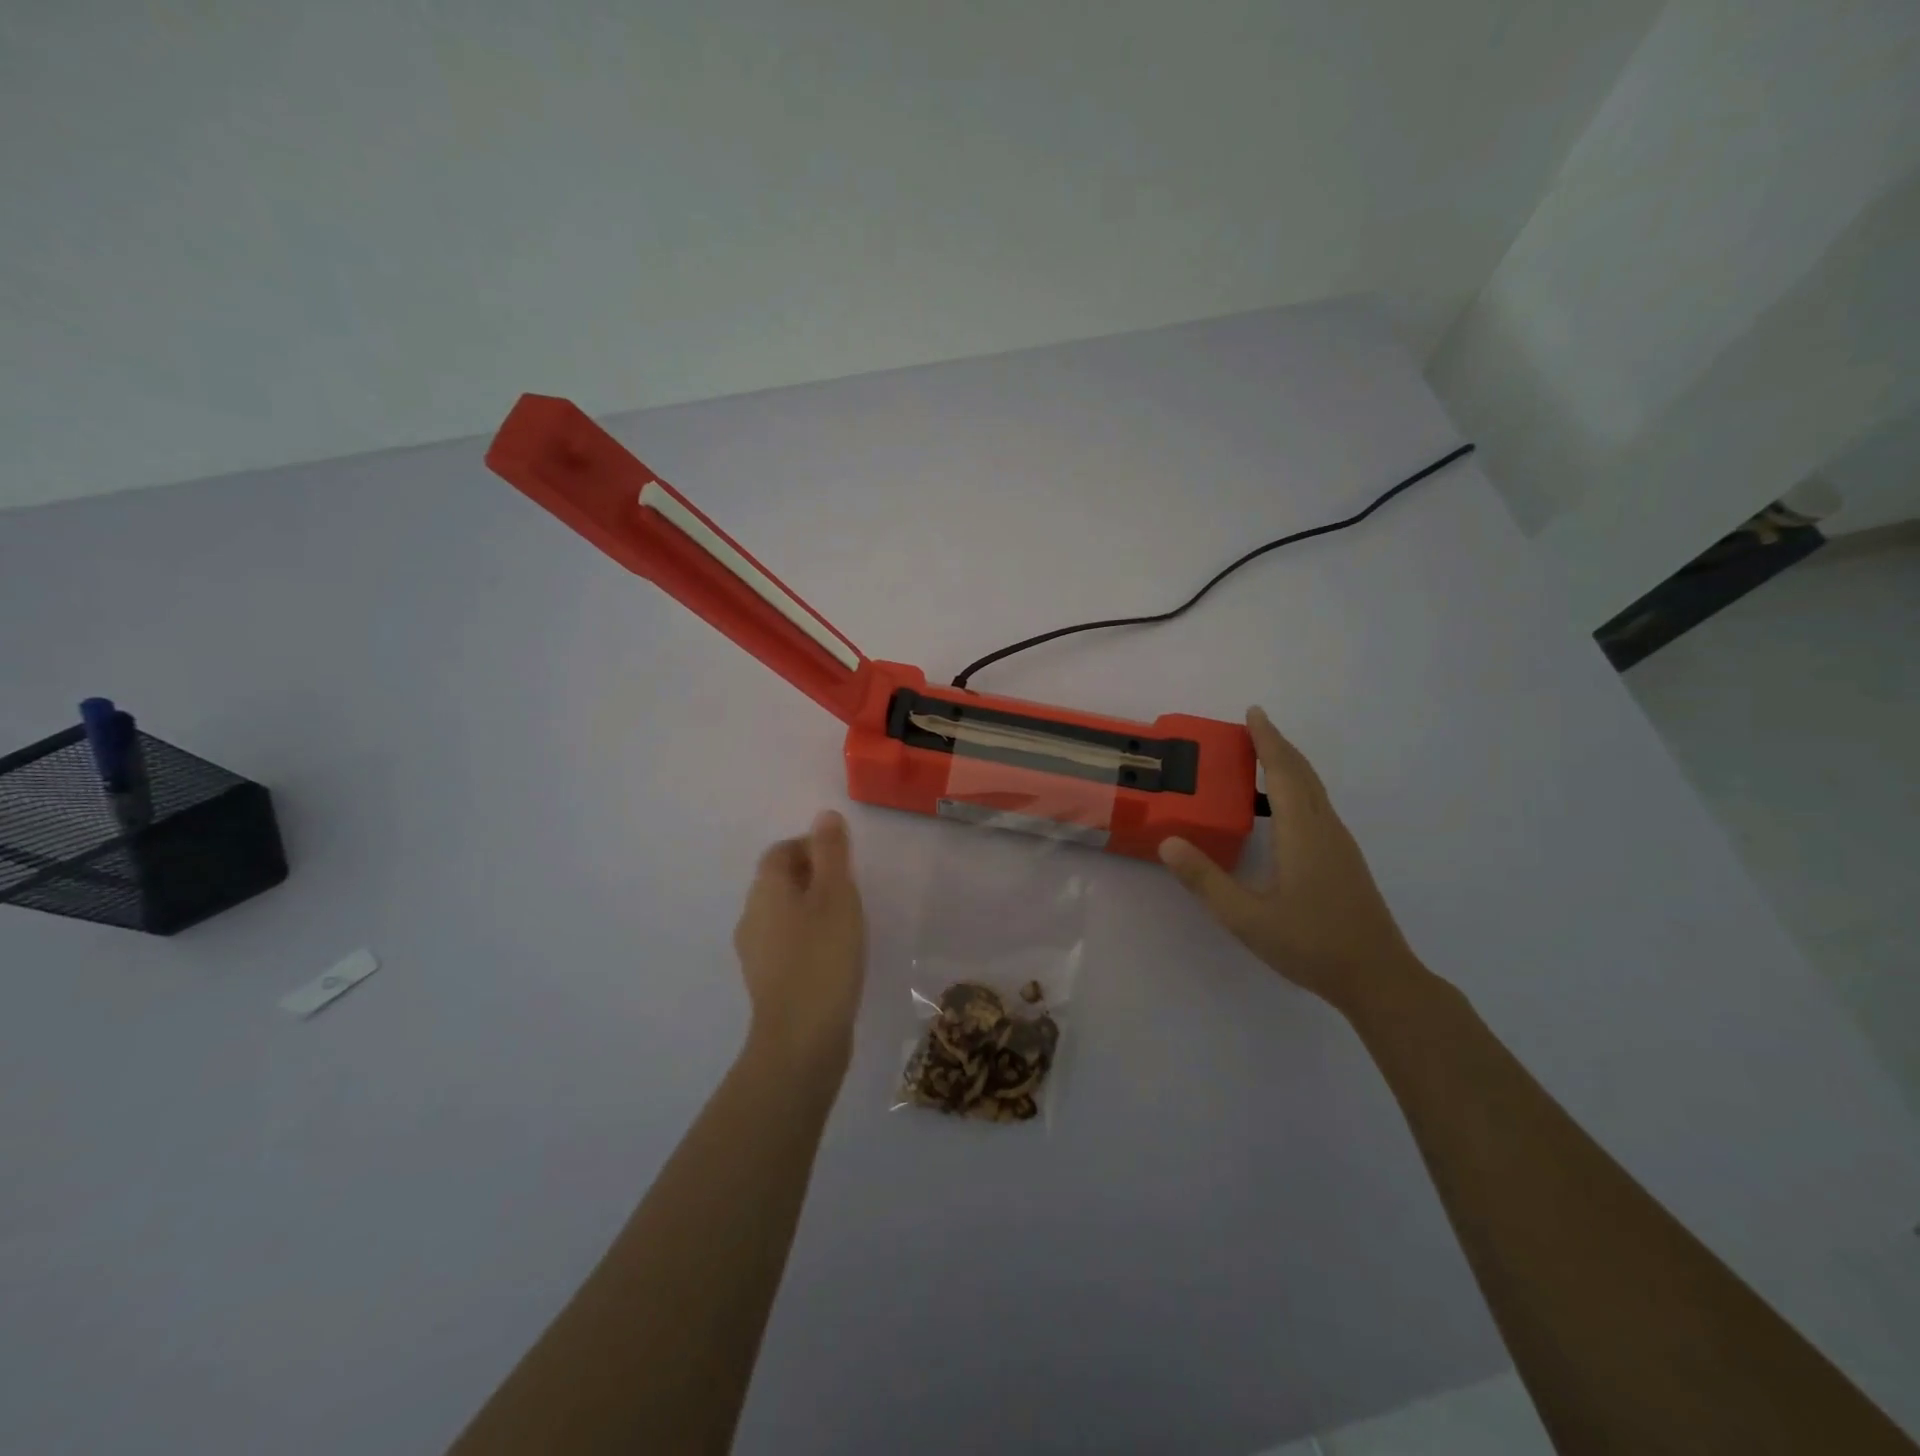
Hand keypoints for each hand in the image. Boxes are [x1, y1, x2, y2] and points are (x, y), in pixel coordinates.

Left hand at [733, 810, 867, 1068]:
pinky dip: (807, 938)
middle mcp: (752, 915)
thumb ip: (831, 852)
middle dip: (812, 876)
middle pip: (779, 881)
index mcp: (766, 889)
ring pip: (782, 914)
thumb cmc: (823, 955)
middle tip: (850, 890)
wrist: (801, 1037)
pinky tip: (833, 956)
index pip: (781, 851)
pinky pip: (786, 943)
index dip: (810, 846)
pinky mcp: (767, 981)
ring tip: (846, 923)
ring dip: (810, 909)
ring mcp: (755, 952)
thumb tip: (824, 815)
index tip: (843, 860)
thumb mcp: (836, 894)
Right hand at [1159, 706, 1422, 1012]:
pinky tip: (1282, 809)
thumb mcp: (1246, 917)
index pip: (1282, 773)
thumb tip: (1168, 841)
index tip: (1253, 713)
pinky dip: (1297, 789)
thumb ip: (1205, 880)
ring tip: (1261, 760)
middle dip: (1278, 746)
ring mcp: (1340, 845)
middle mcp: (1325, 829)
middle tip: (1253, 726)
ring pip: (1314, 791)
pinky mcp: (1344, 860)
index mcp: (1302, 833)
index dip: (1267, 741)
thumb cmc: (1311, 944)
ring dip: (1289, 767)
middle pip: (1302, 774)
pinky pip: (1317, 808)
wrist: (1379, 978)